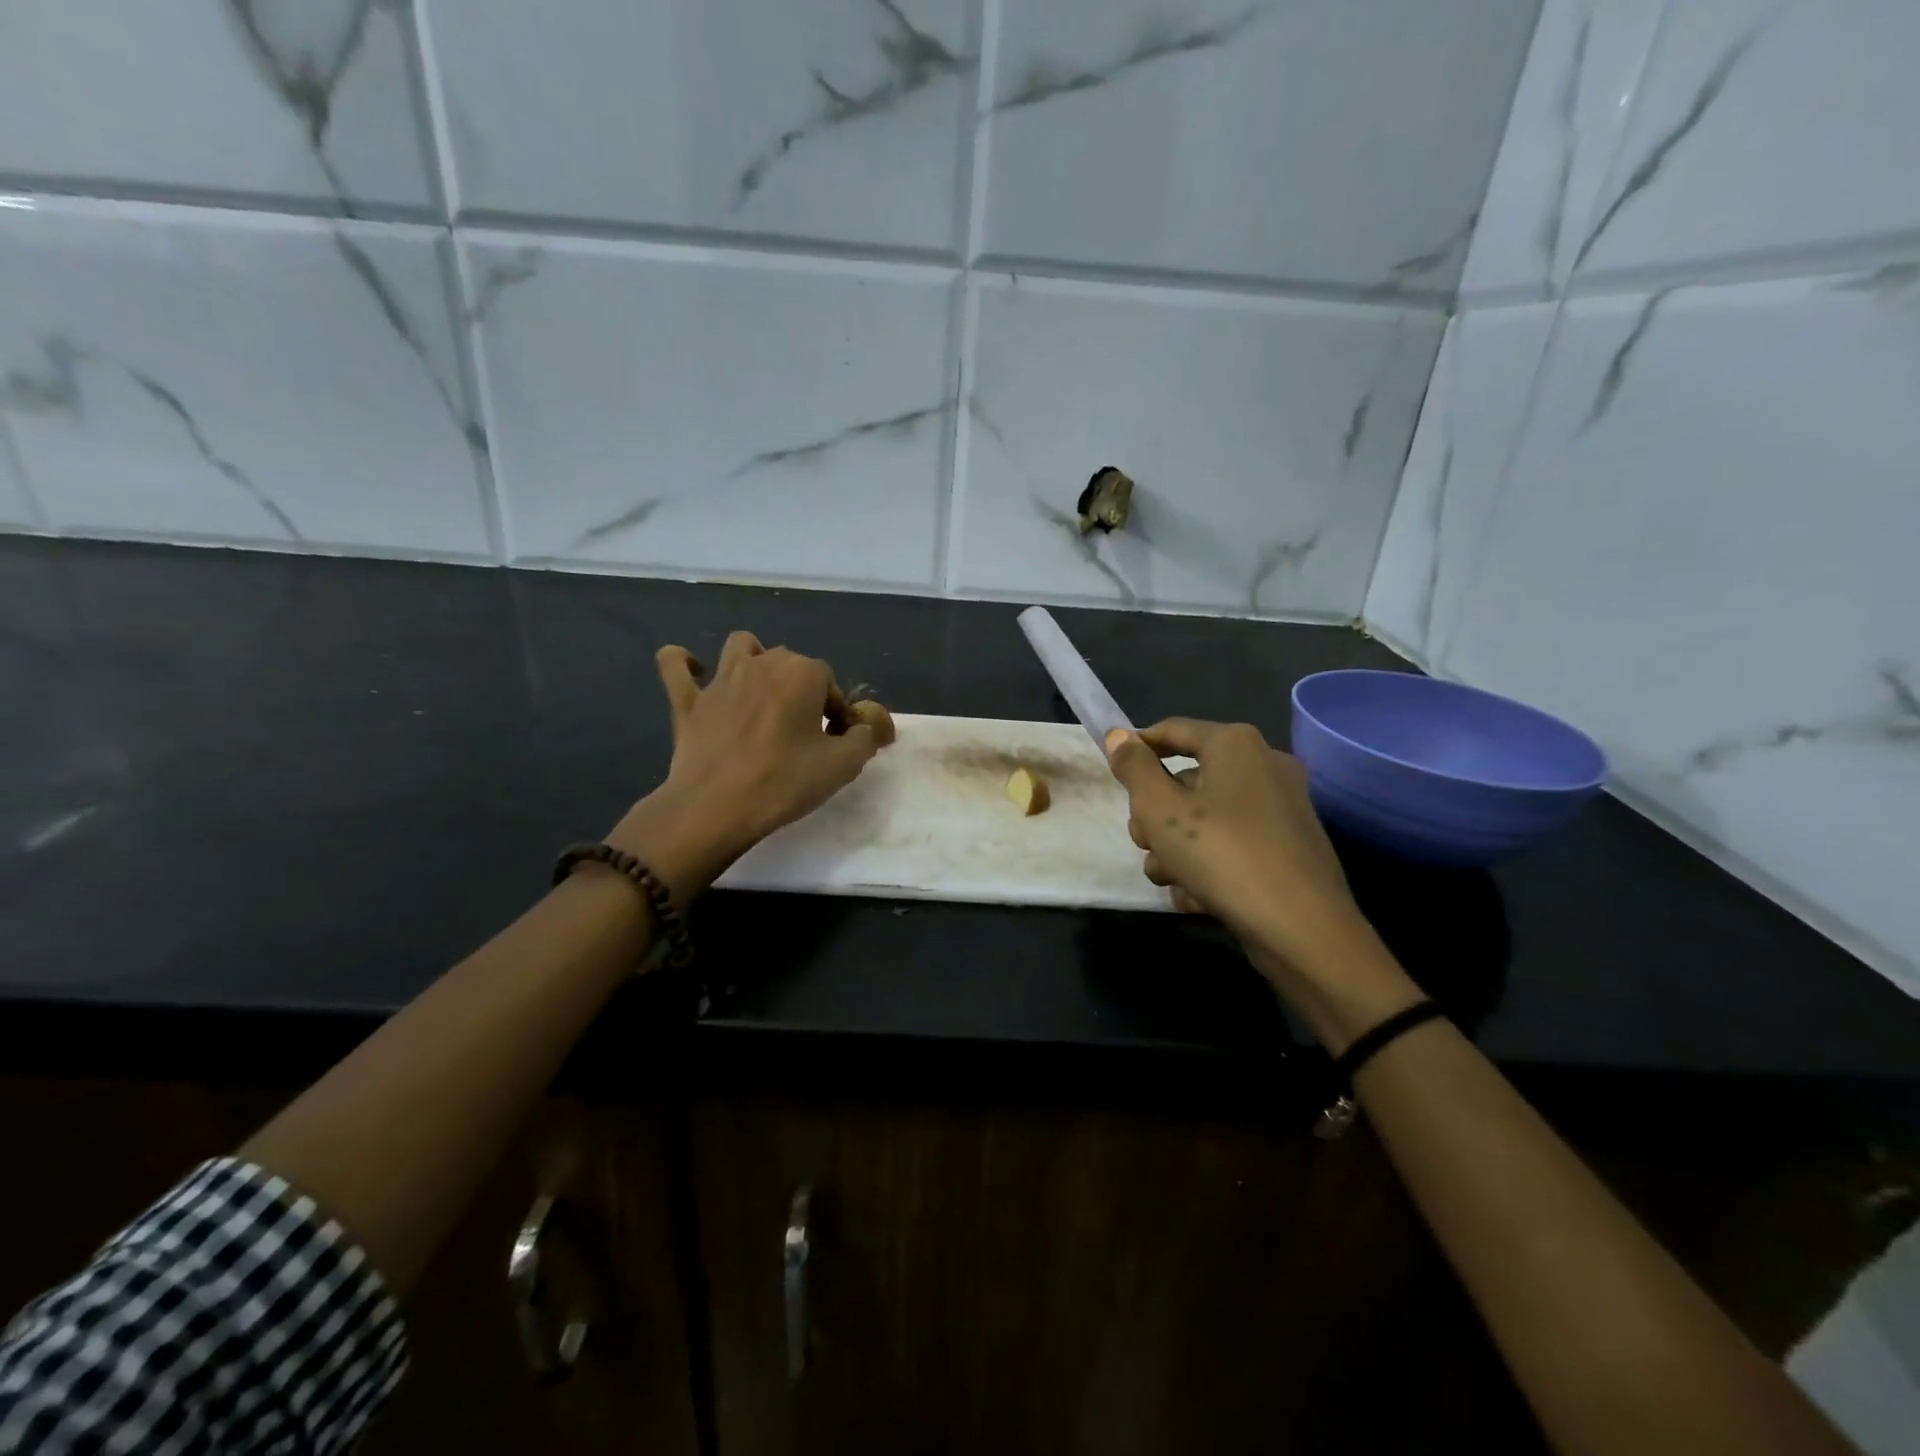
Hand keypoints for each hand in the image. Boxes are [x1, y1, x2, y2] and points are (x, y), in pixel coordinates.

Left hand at [606, 631, 884, 898]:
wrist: (716, 807)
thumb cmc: (784, 782)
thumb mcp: (842, 766)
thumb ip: (863, 739)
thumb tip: (864, 729)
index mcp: (802, 673)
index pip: (831, 682)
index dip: (837, 712)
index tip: (836, 742)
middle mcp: (763, 663)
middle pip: (791, 663)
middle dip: (803, 689)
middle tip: (805, 732)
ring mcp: (720, 679)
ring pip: (742, 646)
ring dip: (755, 659)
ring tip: (761, 691)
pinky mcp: (687, 700)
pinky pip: (675, 665)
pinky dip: (684, 663)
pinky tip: (694, 672)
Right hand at [1104, 720, 1372, 980]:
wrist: (1301, 928)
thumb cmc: (1222, 854)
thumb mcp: (1160, 809)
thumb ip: (1134, 769)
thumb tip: (1118, 736)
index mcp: (1236, 745)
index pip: (1172, 730)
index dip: (1136, 748)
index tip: (1112, 775)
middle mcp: (1263, 767)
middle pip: (1187, 780)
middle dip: (1155, 815)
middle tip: (1143, 842)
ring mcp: (1280, 809)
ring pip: (1205, 818)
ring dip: (1176, 848)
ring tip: (1169, 878)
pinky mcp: (1287, 848)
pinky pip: (1232, 844)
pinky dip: (1209, 865)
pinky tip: (1196, 896)